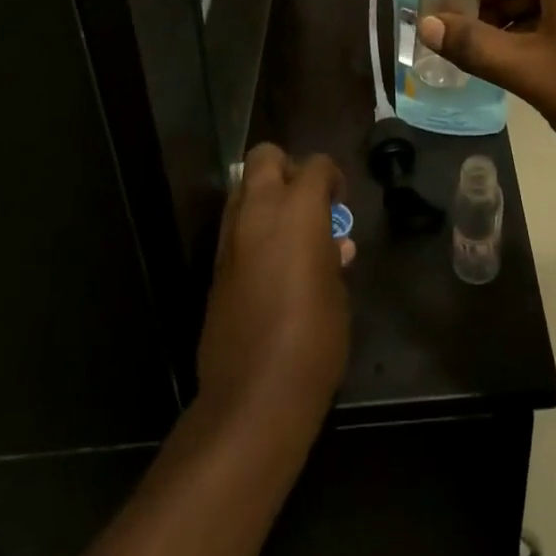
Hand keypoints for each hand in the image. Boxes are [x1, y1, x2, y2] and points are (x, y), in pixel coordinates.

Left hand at [198, 145, 352, 436]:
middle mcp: (259, 211)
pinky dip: (252, 230)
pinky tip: (272, 264)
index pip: (316, 165)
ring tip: (290, 233)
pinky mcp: (215, 268)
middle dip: (287, 168)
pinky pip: (235, 228)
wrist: (254, 397)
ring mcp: (231, 238)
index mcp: (298, 209)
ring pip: (243, 190)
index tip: (340, 204)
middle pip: (265, 157)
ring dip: (265, 198)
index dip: (332, 178)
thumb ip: (333, 256)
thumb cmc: (314, 338)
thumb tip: (335, 244)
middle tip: (307, 202)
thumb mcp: (338, 291)